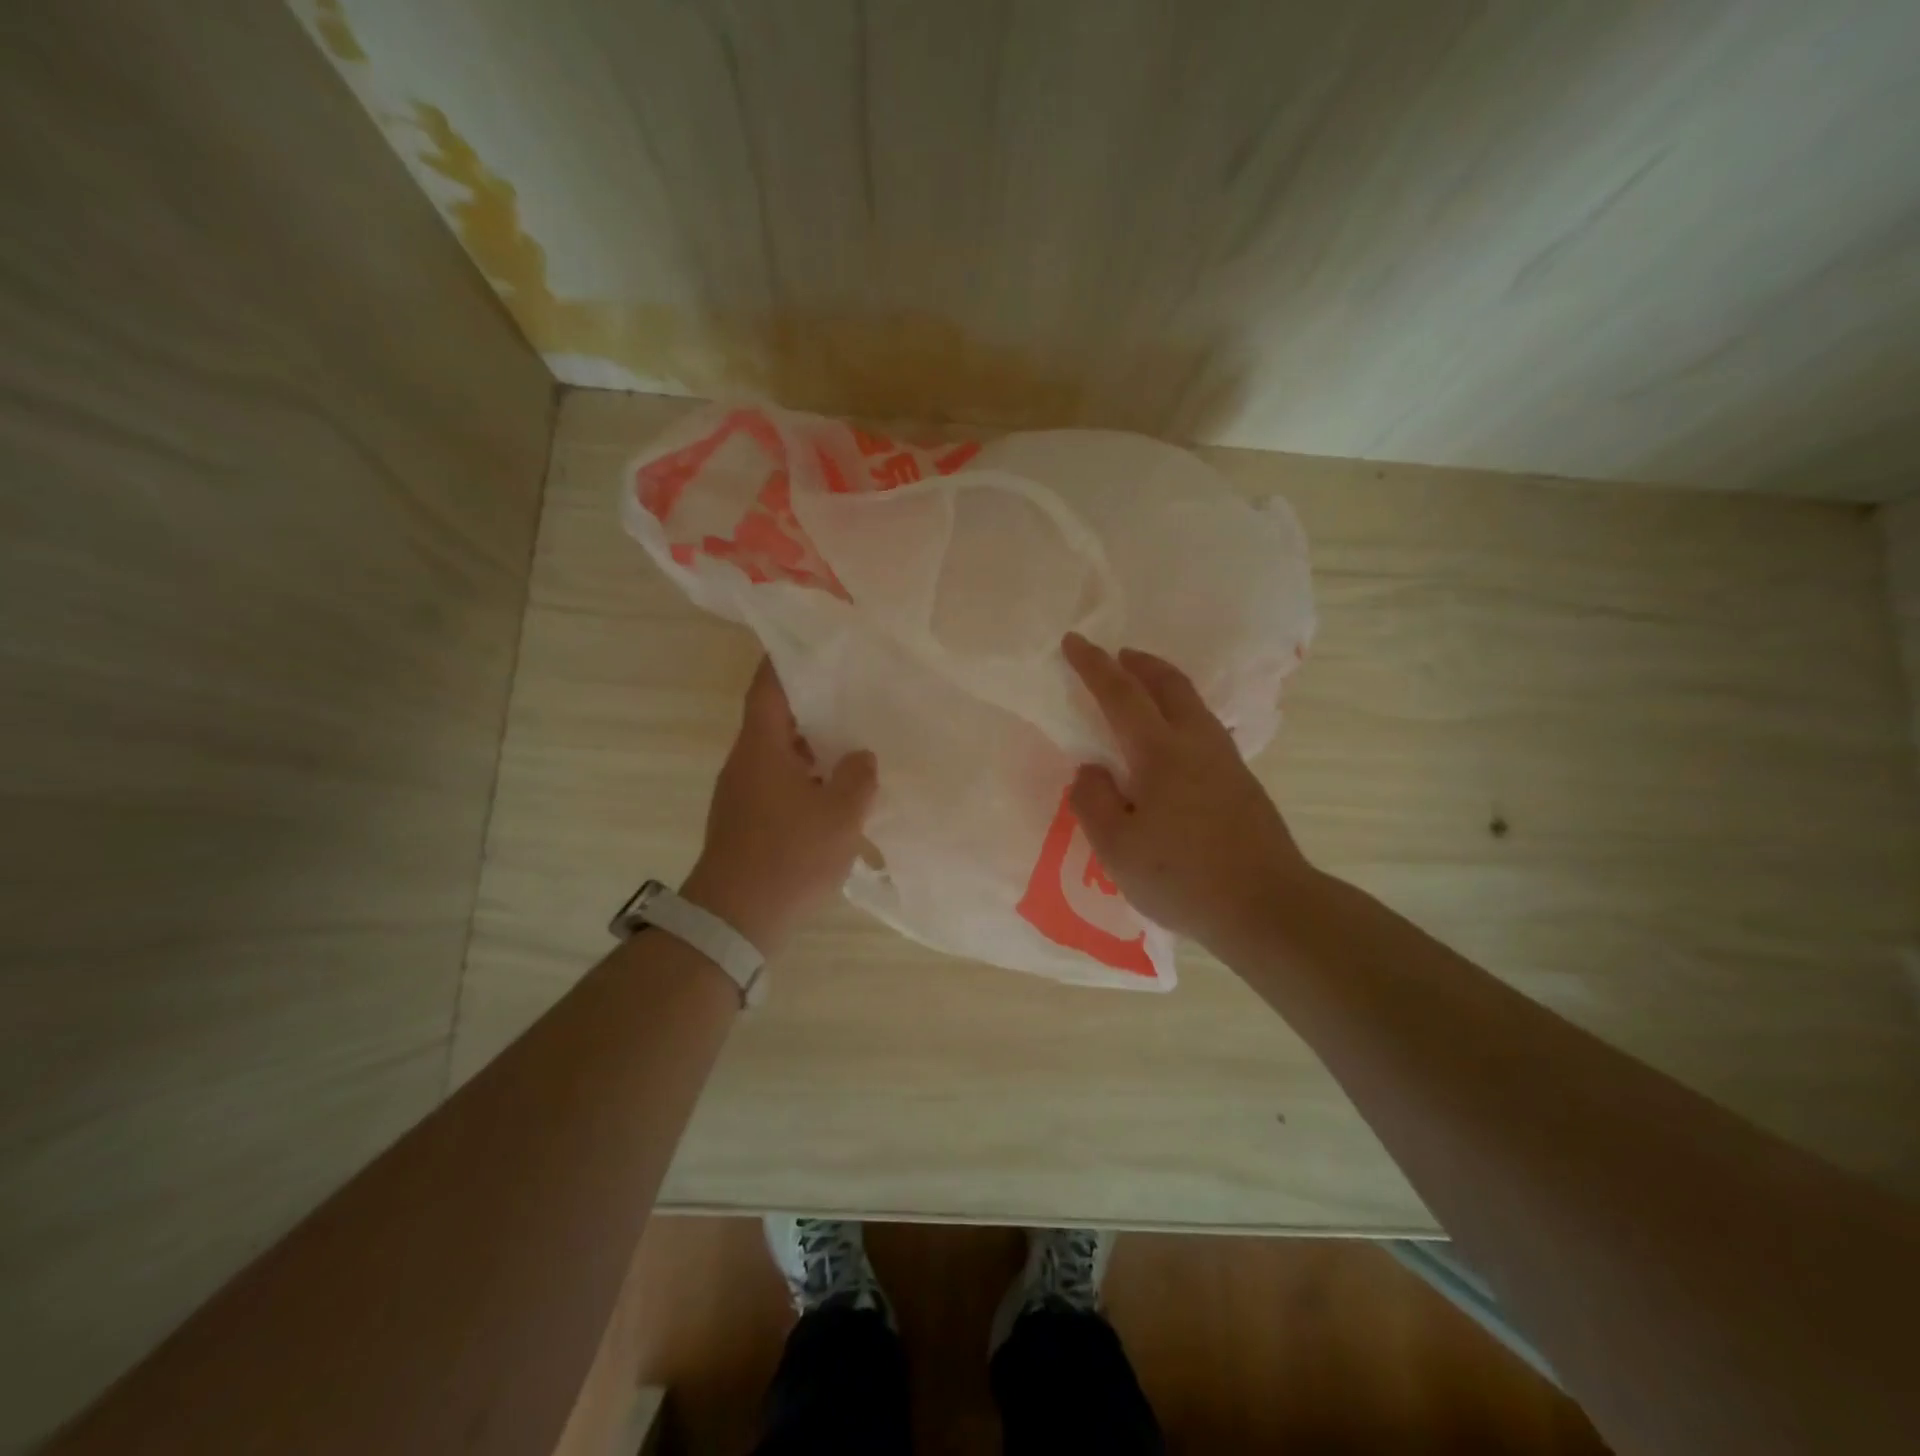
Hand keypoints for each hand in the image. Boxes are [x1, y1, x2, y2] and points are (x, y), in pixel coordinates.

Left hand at [681, 658, 877, 955]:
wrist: (735, 919)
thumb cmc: (789, 856)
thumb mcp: (840, 815)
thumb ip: (858, 778)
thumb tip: (861, 757)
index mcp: (761, 746)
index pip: (769, 685)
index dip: (788, 657)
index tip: (815, 640)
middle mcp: (746, 761)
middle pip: (777, 716)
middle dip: (813, 702)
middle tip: (854, 690)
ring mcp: (742, 792)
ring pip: (781, 752)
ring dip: (813, 744)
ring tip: (855, 737)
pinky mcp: (747, 819)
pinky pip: (780, 781)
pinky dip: (807, 775)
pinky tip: (838, 788)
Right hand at [1061, 632, 1311, 950]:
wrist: (1268, 906)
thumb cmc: (1183, 877)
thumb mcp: (1117, 848)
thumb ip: (1094, 801)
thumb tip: (1091, 770)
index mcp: (1161, 752)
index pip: (1120, 694)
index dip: (1094, 666)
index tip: (1073, 641)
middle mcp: (1197, 743)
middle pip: (1169, 684)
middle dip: (1139, 663)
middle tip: (1117, 656)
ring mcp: (1226, 762)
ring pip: (1192, 704)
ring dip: (1163, 686)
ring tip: (1142, 692)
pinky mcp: (1242, 783)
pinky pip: (1204, 728)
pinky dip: (1180, 714)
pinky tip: (1172, 742)